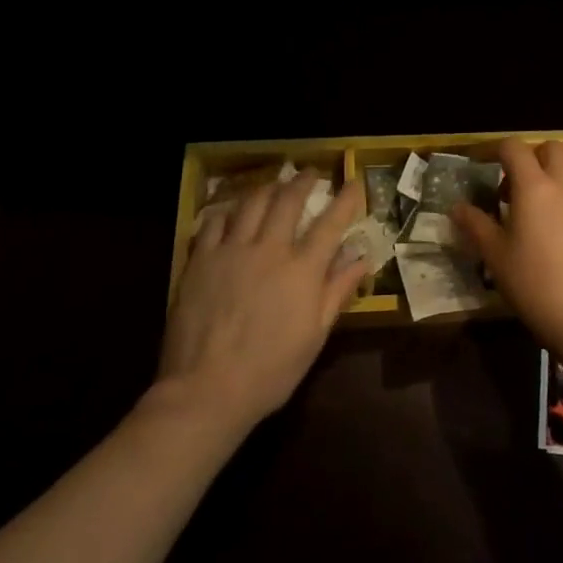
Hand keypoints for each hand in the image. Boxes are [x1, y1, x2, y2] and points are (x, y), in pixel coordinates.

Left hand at [156, 174, 365, 432]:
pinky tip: (231, 213)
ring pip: (251, 203)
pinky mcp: (200, 260)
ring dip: (267, 188)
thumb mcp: (315, 336)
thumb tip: (361, 259)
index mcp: (302, 270)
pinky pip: (214, 222)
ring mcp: (231, 251)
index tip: (353, 182)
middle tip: (309, 173)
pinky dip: (227, 212)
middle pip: (288, 200)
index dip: (345, 199)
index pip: (331, 223)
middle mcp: (269, 249)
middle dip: (302, 181)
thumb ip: (337, 291)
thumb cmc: (271, 370)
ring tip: (274, 185)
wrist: (206, 390)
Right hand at [451, 139, 562, 354]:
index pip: (515, 147)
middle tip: (512, 187)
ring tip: (529, 214)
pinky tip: (552, 235)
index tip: (483, 166)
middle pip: (551, 149)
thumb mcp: (496, 256)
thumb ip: (475, 225)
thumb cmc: (534, 284)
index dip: (496, 150)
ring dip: (548, 179)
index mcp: (534, 186)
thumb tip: (456, 207)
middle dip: (531, 157)